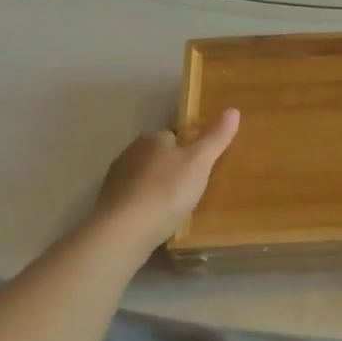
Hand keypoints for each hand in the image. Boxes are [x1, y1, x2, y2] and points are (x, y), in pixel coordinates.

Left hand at [95, 110, 239, 246]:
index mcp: (152, 139)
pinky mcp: (109, 206)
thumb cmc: (167, 190)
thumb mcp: (200, 161)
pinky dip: (144, 207)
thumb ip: (215, 137)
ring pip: (143, 179)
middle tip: (193, 188)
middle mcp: (130, 153)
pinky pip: (133, 201)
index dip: (188, 149)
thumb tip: (233, 110)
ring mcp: (116, 181)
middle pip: (157, 157)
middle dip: (171, 169)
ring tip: (176, 207)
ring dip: (156, 188)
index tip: (202, 165)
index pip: (173, 136)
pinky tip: (156, 221)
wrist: (125, 230)